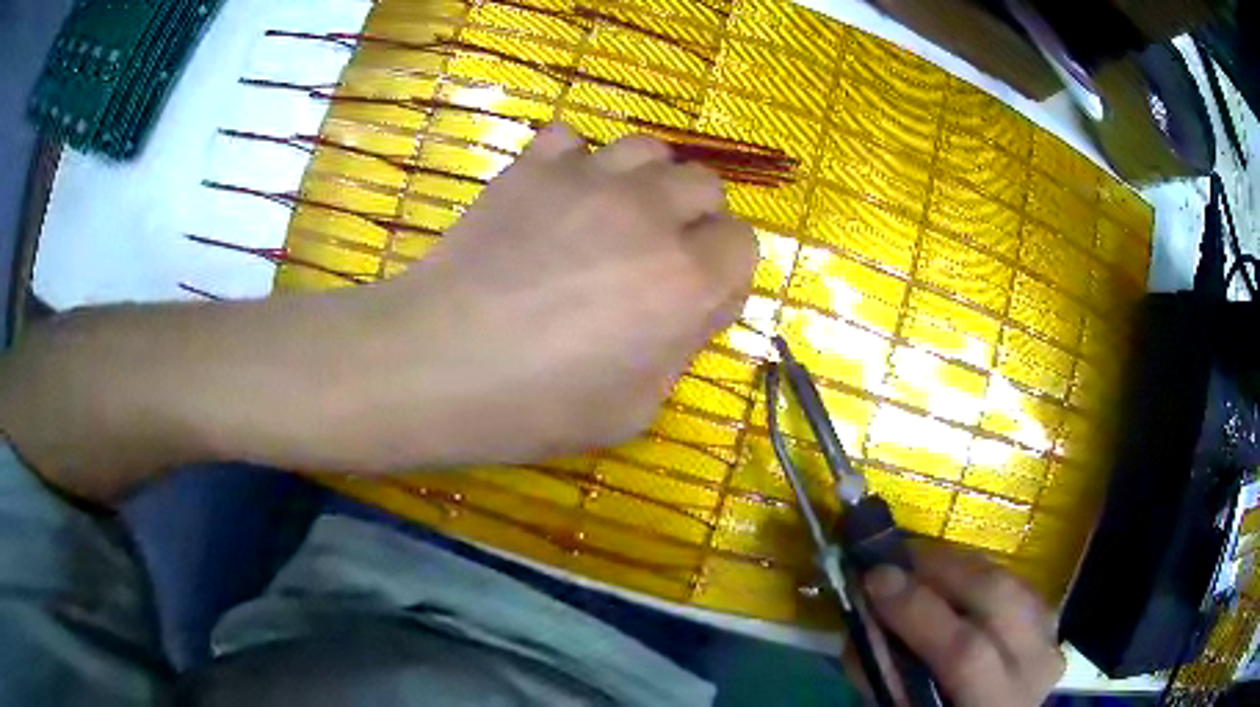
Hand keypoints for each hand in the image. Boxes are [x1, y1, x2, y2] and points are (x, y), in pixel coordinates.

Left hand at [335, 124, 755, 466]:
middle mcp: (651, 214)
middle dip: (693, 218)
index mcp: (688, 280)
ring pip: (648, 149)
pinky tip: (556, 195)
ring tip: (613, 214)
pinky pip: (572, 138)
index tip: (693, 296)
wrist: (438, 362)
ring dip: (645, 180)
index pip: (743, 244)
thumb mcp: (635, 410)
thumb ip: (679, 350)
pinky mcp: (533, 167)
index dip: (723, 270)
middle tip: (654, 253)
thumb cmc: (537, 405)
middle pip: (705, 184)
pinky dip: (574, 161)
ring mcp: (589, 179)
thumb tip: (687, 309)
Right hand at [862, 544, 1064, 705]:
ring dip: (964, 565)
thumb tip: (865, 619)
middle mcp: (1033, 668)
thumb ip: (888, 675)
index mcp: (992, 704)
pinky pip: (1019, 584)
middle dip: (944, 569)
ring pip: (1013, 582)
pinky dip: (985, 574)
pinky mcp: (1052, 624)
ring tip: (924, 561)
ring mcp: (1050, 640)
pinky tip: (958, 577)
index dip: (918, 611)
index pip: (964, 652)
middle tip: (899, 556)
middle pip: (999, 599)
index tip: (875, 579)